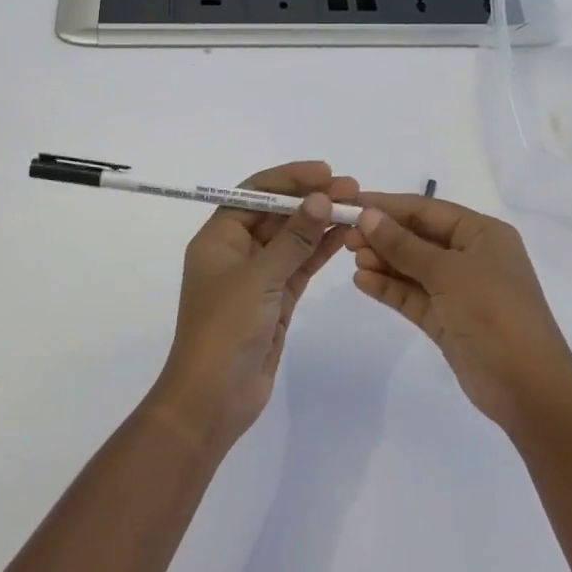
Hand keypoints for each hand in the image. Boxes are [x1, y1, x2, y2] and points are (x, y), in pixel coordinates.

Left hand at [153, 161, 358, 451]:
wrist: (213, 399)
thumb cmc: (225, 329)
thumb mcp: (259, 278)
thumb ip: (294, 238)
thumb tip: (322, 198)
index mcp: (218, 238)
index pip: (255, 193)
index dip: (289, 179)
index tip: (325, 172)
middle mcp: (237, 251)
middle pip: (277, 214)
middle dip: (312, 198)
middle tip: (352, 188)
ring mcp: (258, 276)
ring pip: (293, 239)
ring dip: (321, 222)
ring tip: (358, 206)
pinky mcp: (276, 299)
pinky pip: (301, 265)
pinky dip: (321, 250)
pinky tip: (346, 235)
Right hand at [349, 195, 571, 433]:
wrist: (528, 389)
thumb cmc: (494, 313)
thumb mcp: (449, 272)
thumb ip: (405, 245)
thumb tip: (368, 216)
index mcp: (482, 234)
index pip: (427, 210)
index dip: (389, 205)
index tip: (351, 203)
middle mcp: (471, 256)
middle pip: (418, 236)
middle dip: (383, 234)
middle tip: (344, 235)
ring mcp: (459, 290)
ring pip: (413, 267)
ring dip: (383, 260)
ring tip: (351, 257)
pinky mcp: (447, 320)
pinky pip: (412, 296)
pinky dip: (389, 288)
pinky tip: (362, 281)